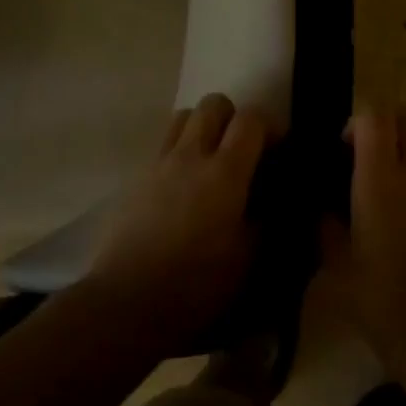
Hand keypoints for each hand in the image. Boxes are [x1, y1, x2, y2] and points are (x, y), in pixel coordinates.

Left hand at [84, 93, 273, 345]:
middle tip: (242, 151)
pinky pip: (162, 146)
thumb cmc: (197, 284)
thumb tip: (273, 200)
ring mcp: (158, 164)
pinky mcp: (135, 179)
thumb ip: (266, 220)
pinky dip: (179, 152)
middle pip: (213, 104)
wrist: (128, 302)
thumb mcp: (248, 258)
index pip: (252, 119)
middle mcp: (191, 155)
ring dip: (202, 128)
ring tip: (210, 161)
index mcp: (225, 172)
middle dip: (233, 118)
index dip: (270, 127)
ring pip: (183, 116)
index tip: (277, 151)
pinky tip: (182, 187)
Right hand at [322, 106, 405, 362]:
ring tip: (391, 203)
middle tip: (369, 159)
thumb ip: (326, 225)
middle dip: (390, 126)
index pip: (375, 114)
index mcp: (381, 177)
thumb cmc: (378, 296)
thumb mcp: (336, 263)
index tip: (344, 147)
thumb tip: (323, 209)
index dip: (358, 121)